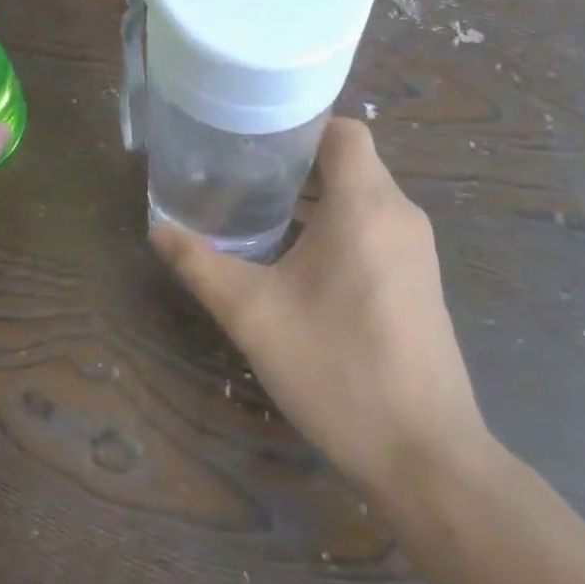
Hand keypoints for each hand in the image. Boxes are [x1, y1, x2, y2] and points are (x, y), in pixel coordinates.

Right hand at [150, 119, 487, 495]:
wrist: (426, 458)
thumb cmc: (338, 369)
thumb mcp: (254, 315)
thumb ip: (202, 265)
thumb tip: (158, 229)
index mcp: (366, 205)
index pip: (342, 130)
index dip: (299, 125)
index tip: (253, 140)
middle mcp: (399, 214)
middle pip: (349, 160)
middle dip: (297, 162)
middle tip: (241, 175)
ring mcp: (414, 249)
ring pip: (362, 195)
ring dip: (316, 196)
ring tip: (259, 211)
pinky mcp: (418, 280)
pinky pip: (375, 226)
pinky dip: (337, 224)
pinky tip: (297, 259)